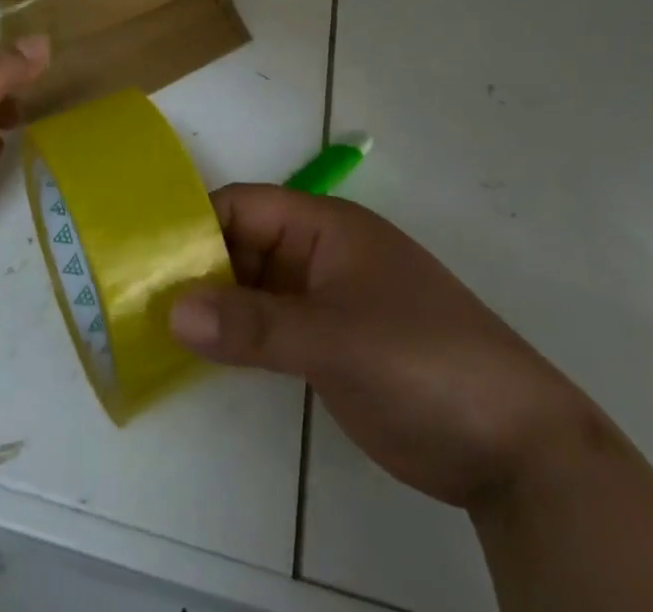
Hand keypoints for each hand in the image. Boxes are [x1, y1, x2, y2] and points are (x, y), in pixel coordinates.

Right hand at [169, 185, 590, 510]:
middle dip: (197, 269)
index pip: (245, 207)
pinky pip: (272, 328)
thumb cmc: (423, 361)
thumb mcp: (334, 340)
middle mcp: (321, 255)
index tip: (146, 257)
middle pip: (245, 246)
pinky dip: (239, 337)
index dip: (196, 225)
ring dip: (214, 305)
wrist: (514, 445)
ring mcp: (327, 301)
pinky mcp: (332, 345)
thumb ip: (253, 325)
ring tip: (156, 329)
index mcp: (325, 228)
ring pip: (255, 289)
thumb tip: (171, 310)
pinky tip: (203, 356)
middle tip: (138, 300)